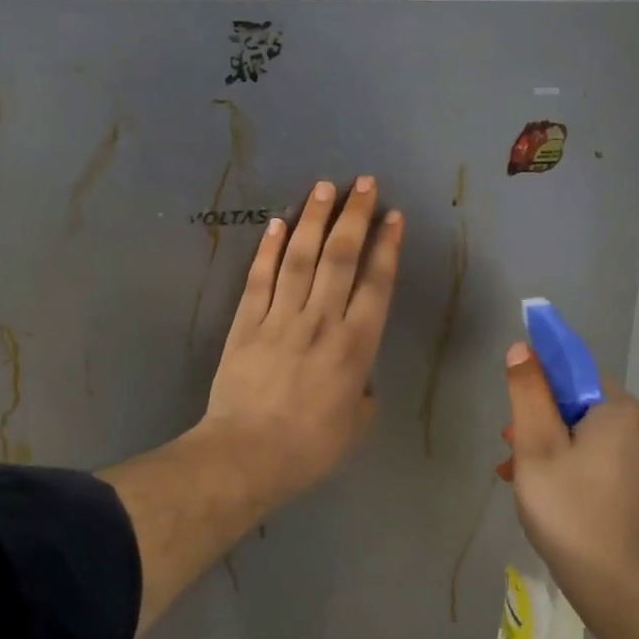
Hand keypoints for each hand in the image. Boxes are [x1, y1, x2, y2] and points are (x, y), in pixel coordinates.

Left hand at [195, 176, 402, 513]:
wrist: (247, 456)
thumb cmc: (310, 448)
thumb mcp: (355, 426)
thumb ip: (362, 393)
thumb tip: (357, 380)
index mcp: (356, 346)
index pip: (376, 283)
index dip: (386, 246)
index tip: (392, 216)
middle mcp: (322, 321)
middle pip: (340, 257)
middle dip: (354, 216)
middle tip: (362, 183)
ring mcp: (281, 318)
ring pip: (301, 258)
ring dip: (314, 219)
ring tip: (324, 187)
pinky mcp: (247, 323)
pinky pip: (261, 278)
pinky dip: (270, 248)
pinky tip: (279, 223)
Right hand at [500, 343, 638, 617]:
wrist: (613, 584)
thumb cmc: (567, 509)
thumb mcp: (535, 446)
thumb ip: (528, 393)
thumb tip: (522, 349)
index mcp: (620, 409)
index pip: (572, 373)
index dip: (537, 386)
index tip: (513, 416)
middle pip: (577, 405)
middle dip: (539, 423)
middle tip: (510, 453)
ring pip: (584, 434)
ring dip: (548, 447)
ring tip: (516, 475)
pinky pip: (597, 457)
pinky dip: (568, 465)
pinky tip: (543, 490)